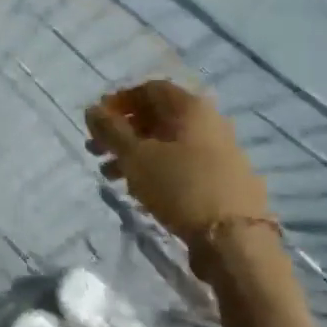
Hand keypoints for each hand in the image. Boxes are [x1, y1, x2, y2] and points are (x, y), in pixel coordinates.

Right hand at [85, 80, 268, 242]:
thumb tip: (92, 109)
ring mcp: (220, 151)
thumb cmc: (179, 186)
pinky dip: (157, 169)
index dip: (118, 101)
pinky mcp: (224, 178)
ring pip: (169, 143)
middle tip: (96, 150)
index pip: (149, 89)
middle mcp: (209, 122)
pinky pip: (183, 163)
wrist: (233, 238)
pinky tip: (140, 190)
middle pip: (158, 116)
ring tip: (110, 175)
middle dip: (123, 131)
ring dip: (135, 153)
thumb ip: (110, 130)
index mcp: (190, 107)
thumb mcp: (135, 156)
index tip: (96, 122)